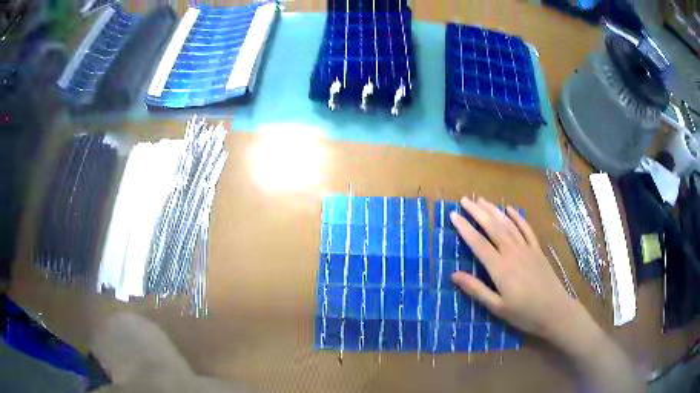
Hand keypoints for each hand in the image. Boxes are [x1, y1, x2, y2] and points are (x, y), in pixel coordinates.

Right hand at [449, 197, 588, 343]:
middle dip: (477, 212)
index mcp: (500, 268)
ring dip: (494, 211)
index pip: (478, 243)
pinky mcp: (537, 250)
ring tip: (482, 200)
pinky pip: (526, 229)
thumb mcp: (497, 307)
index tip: (453, 215)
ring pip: (508, 225)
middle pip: (493, 227)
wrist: (555, 311)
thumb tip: (453, 275)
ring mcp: (526, 249)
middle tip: (465, 200)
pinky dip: (518, 218)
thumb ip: (476, 289)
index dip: (465, 228)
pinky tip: (510, 209)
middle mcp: (512, 252)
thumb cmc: (524, 313)